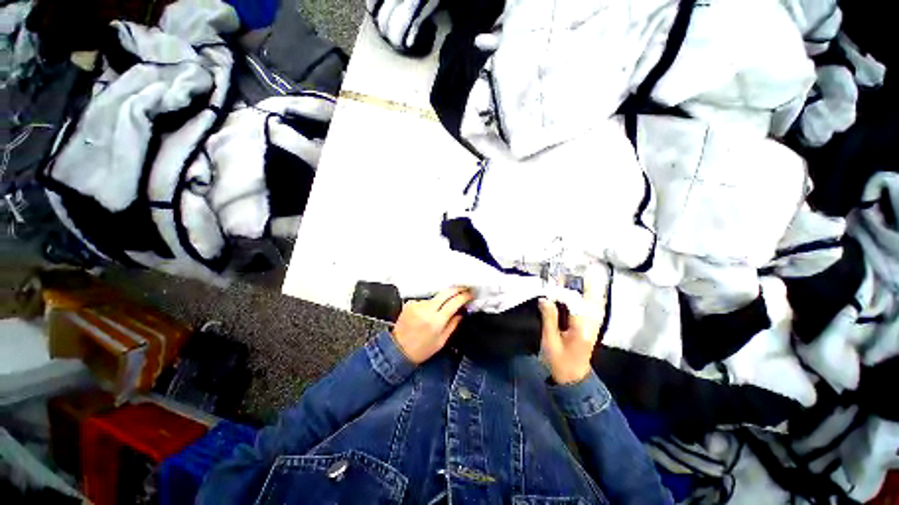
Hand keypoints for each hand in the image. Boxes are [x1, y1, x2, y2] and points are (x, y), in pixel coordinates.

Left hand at [392, 287, 472, 363]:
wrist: (398, 351)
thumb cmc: (421, 350)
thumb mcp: (441, 341)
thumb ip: (453, 324)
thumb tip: (462, 312)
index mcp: (436, 321)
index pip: (454, 302)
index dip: (464, 296)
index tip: (470, 294)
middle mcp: (426, 310)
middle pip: (446, 292)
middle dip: (457, 289)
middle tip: (464, 289)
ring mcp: (417, 305)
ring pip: (436, 296)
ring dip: (443, 298)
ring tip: (444, 306)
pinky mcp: (410, 303)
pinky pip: (426, 299)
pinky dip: (431, 303)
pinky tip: (429, 311)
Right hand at [539, 280, 604, 384]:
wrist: (574, 378)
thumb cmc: (560, 361)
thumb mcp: (550, 341)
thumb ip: (549, 318)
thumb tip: (545, 298)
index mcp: (581, 328)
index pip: (577, 302)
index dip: (567, 288)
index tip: (558, 276)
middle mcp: (592, 323)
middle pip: (594, 298)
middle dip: (588, 281)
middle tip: (580, 265)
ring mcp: (595, 324)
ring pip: (597, 300)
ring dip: (592, 286)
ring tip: (585, 271)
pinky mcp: (593, 325)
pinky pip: (595, 305)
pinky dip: (592, 294)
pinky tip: (586, 287)